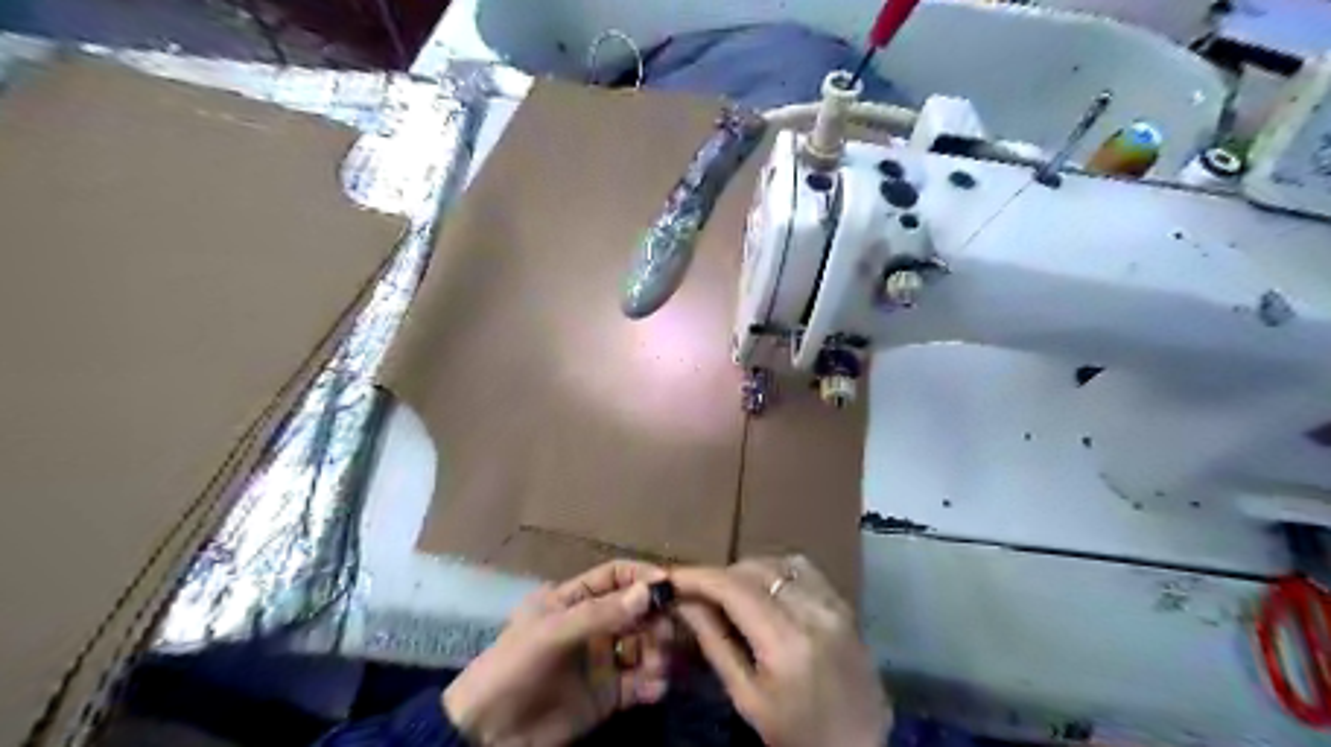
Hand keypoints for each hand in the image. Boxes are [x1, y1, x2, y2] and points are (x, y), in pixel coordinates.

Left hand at [443, 561, 671, 746]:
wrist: (487, 735)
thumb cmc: (514, 668)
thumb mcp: (552, 633)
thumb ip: (600, 613)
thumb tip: (649, 592)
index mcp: (574, 599)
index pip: (616, 576)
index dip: (642, 577)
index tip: (670, 586)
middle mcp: (593, 624)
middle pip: (637, 610)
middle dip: (657, 618)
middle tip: (669, 633)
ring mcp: (602, 659)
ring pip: (644, 645)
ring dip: (658, 652)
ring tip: (657, 666)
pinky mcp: (608, 694)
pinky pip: (640, 682)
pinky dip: (653, 683)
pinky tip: (654, 688)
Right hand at [671, 555, 885, 745]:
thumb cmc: (796, 735)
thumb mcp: (747, 698)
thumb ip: (714, 643)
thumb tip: (684, 602)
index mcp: (786, 643)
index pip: (733, 588)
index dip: (698, 576)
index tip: (672, 577)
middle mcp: (812, 612)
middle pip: (754, 569)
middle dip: (720, 575)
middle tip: (698, 593)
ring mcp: (833, 604)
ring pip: (778, 562)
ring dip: (748, 571)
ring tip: (732, 594)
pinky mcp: (844, 603)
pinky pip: (803, 569)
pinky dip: (777, 572)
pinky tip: (767, 593)